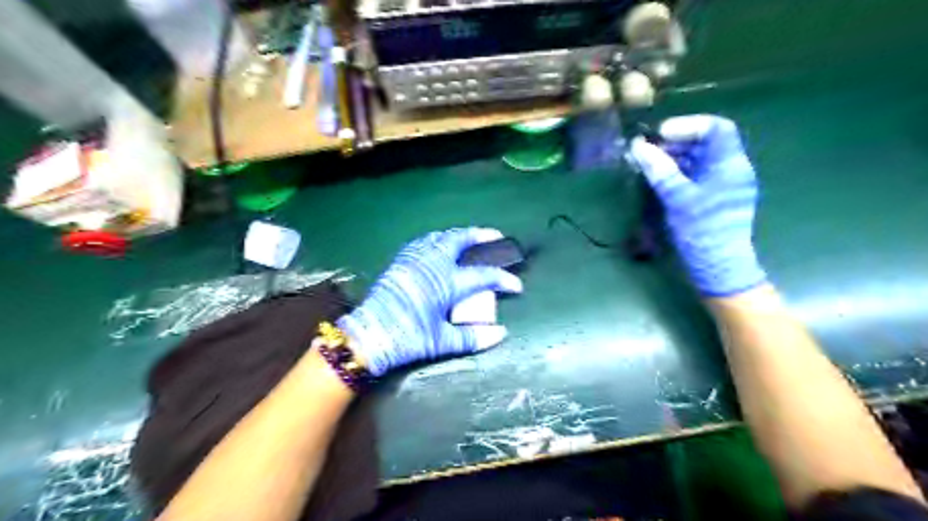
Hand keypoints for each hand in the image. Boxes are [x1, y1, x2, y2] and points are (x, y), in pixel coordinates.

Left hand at [336, 228, 524, 374]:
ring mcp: (414, 259)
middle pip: (460, 240)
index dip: (504, 279)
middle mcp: (432, 264)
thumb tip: (501, 334)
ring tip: (469, 238)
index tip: (517, 286)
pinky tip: (439, 246)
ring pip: (440, 237)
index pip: (483, 276)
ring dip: (458, 235)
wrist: (368, 335)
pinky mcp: (400, 261)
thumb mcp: (442, 342)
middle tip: (495, 235)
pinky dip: (437, 240)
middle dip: (480, 235)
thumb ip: (473, 337)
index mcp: (446, 282)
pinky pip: (423, 242)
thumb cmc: (407, 338)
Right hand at [631, 117, 768, 295]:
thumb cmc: (702, 231)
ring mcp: (724, 185)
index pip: (716, 129)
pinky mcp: (714, 198)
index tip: (660, 135)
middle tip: (648, 149)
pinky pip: (696, 175)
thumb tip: (638, 147)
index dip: (688, 126)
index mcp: (730, 164)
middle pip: (706, 143)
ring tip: (649, 163)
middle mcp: (731, 169)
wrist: (719, 267)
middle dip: (676, 142)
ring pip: (699, 159)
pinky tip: (659, 178)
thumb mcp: (678, 198)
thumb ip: (659, 170)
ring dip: (675, 157)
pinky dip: (678, 171)